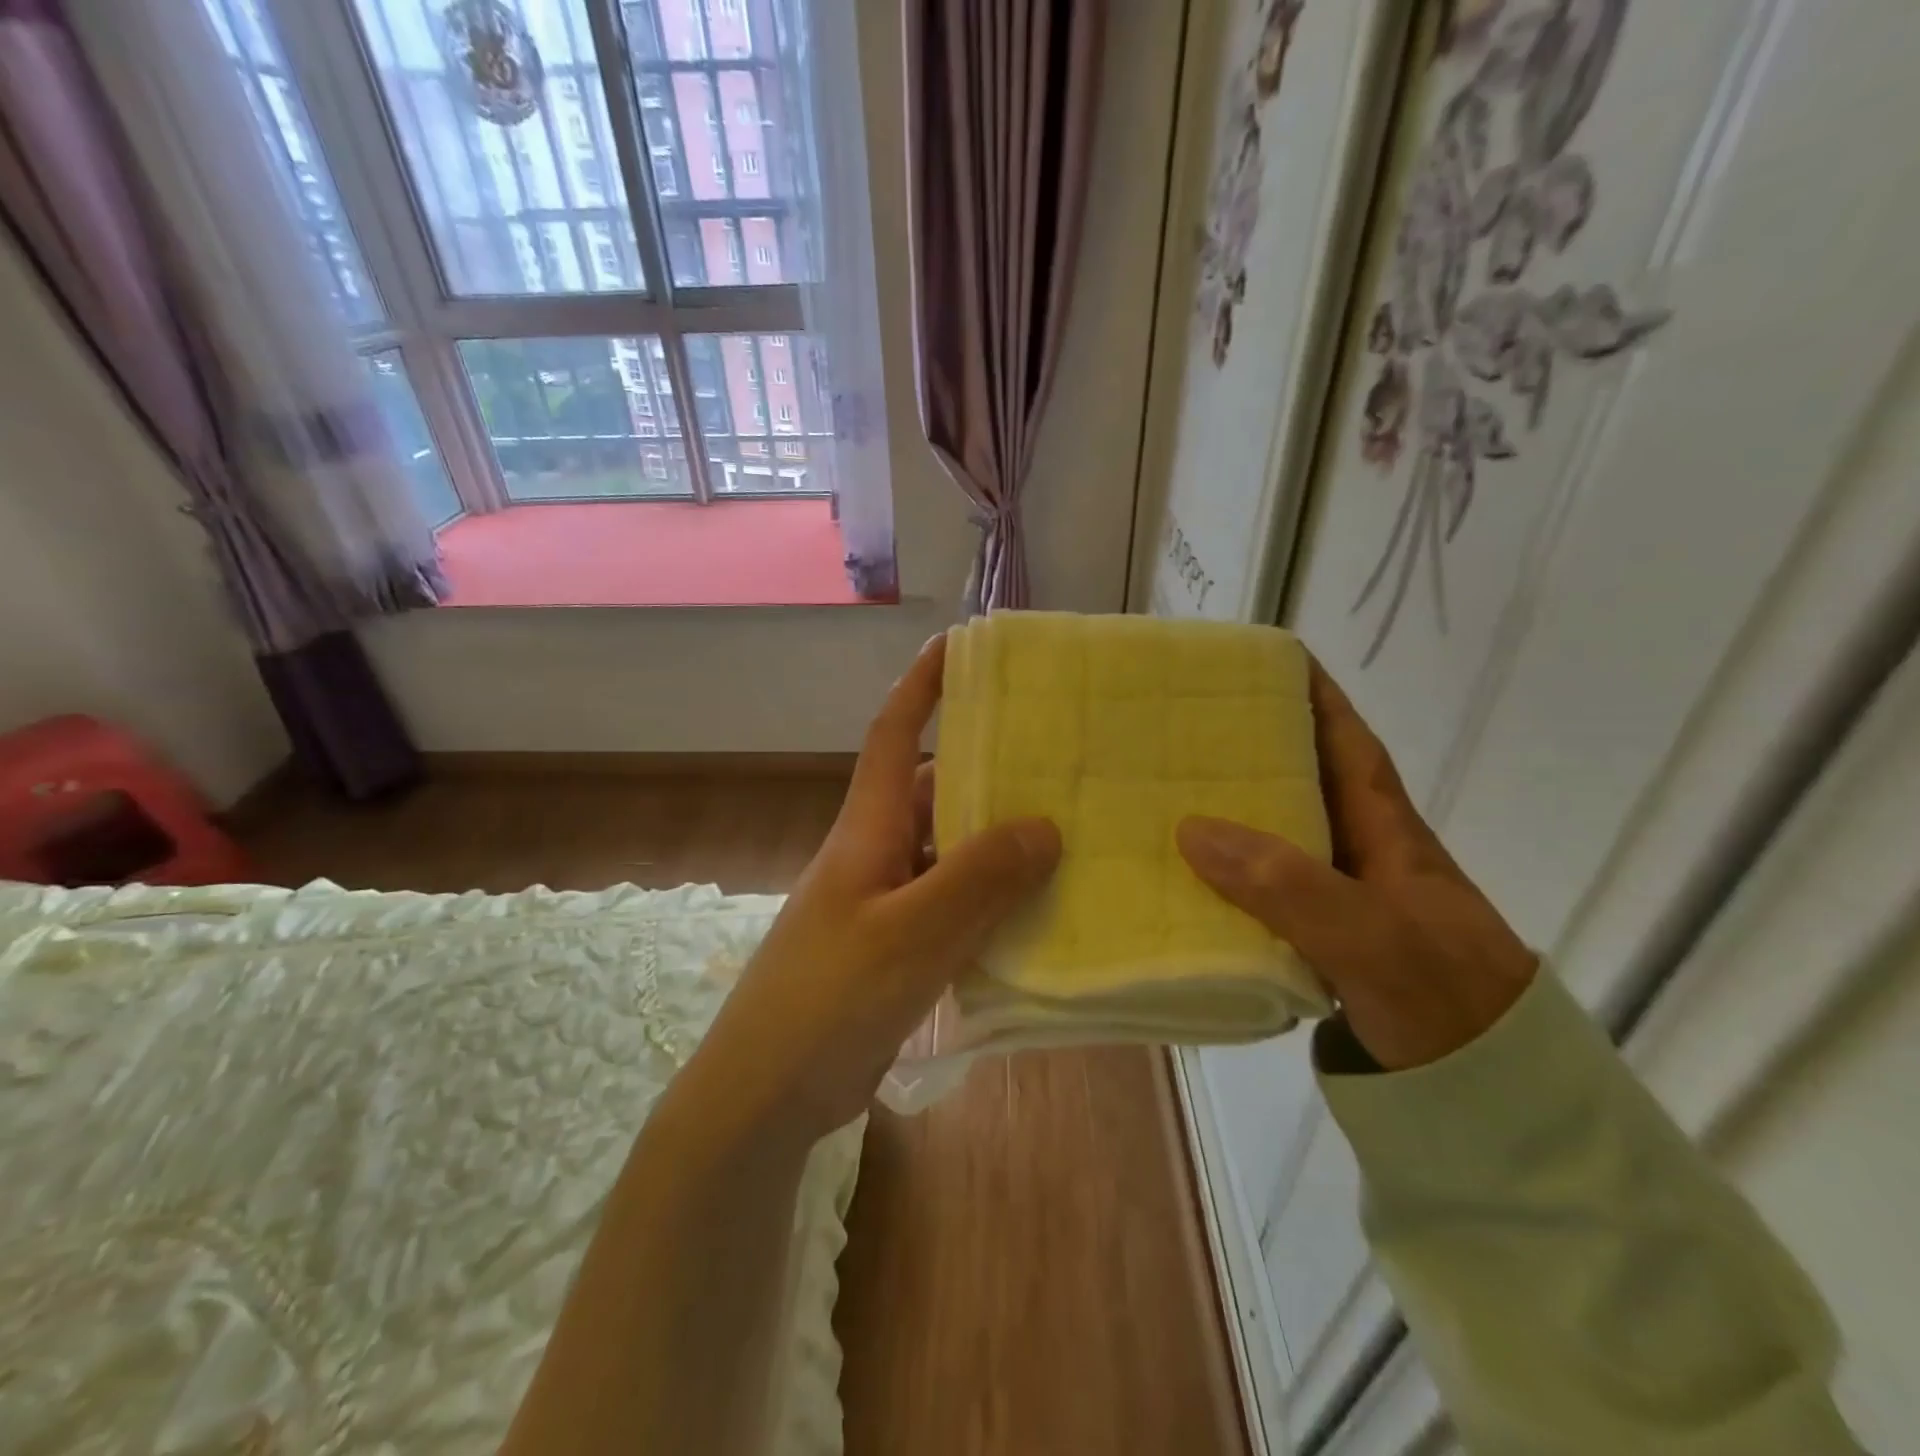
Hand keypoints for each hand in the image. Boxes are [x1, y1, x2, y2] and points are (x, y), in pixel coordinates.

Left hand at [683, 634, 1061, 1141]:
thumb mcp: (910, 934)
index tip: (961, 645)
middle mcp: (877, 852)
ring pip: (950, 852)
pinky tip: (1038, 913)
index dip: (921, 684)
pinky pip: (953, 905)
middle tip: (1058, 758)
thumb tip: (1044, 826)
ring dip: (997, 843)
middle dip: (987, 769)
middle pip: (934, 791)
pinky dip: (991, 901)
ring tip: (1068, 833)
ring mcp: (886, 902)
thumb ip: (977, 879)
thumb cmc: (828, 998)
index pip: (892, 733)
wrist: (766, 1093)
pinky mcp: (897, 948)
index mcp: (867, 828)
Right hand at [1176, 660, 1536, 1070]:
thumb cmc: (1445, 1001)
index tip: (1258, 662)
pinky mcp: (1320, 942)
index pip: (1346, 741)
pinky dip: (1225, 878)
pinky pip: (1262, 891)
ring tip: (1162, 793)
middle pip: (1301, 781)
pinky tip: (1182, 880)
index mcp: (1386, 830)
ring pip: (1276, 838)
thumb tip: (1192, 829)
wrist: (1492, 1101)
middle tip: (1178, 729)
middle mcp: (1361, 854)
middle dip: (1249, 749)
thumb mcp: (1374, 938)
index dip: (1310, 696)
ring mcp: (1340, 900)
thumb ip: (1289, 885)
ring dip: (1229, 814)